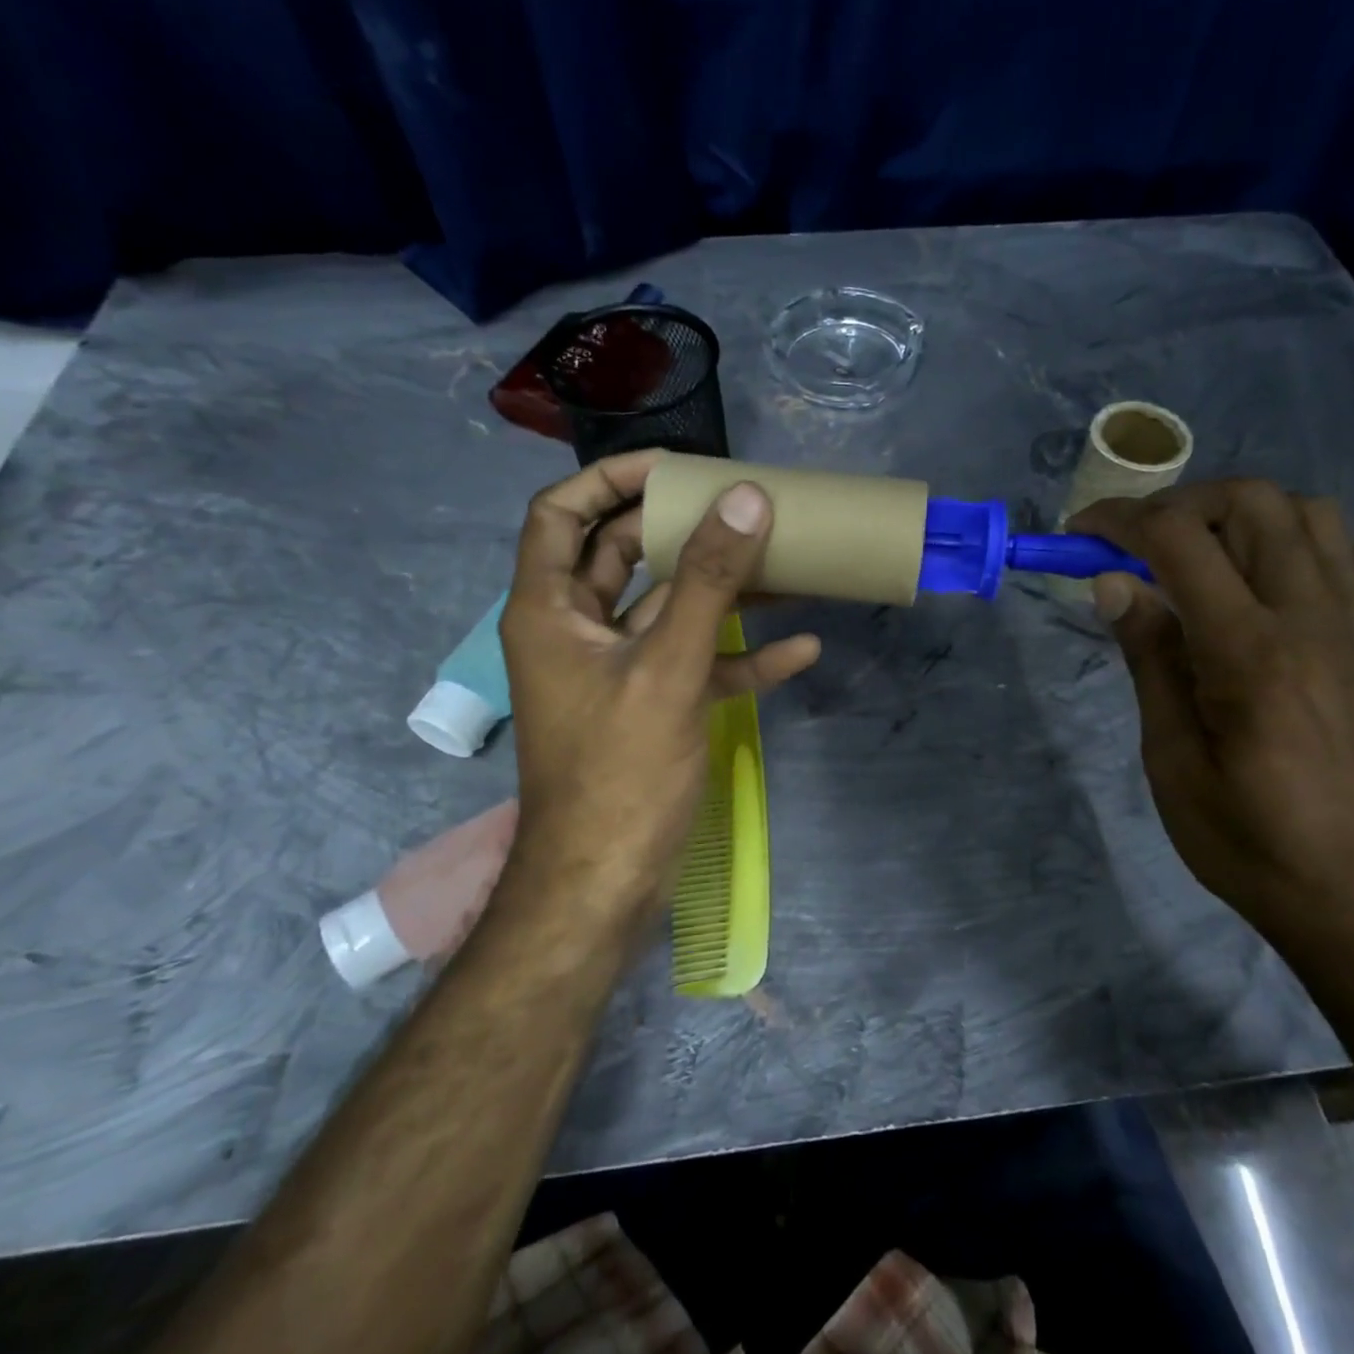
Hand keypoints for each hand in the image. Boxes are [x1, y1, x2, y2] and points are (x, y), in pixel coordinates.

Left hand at [499, 451, 819, 939]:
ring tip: (787, 566)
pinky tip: (801, 651)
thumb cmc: (620, 772)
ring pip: (671, 609)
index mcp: (552, 610)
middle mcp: (579, 631)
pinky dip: (742, 655)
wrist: (606, 885)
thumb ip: (706, 582)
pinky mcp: (653, 707)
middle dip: (683, 529)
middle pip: (626, 555)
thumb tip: (747, 499)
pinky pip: (699, 664)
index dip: (612, 479)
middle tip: (744, 506)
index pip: (563, 514)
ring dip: (724, 590)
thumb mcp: (668, 669)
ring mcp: (619, 671)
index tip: (677, 467)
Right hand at [1070, 479, 1353, 954]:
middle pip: (1251, 503)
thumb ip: (1149, 657)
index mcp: (1250, 652)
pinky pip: (1344, 553)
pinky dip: (1292, 537)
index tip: (1079, 532)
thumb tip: (1114, 583)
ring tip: (1193, 554)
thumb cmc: (1244, 839)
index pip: (1179, 542)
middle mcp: (1311, 620)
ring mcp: (1353, 626)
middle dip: (1178, 504)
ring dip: (1237, 513)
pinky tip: (1256, 575)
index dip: (1120, 521)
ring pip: (1306, 513)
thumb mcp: (1170, 757)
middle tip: (1132, 544)